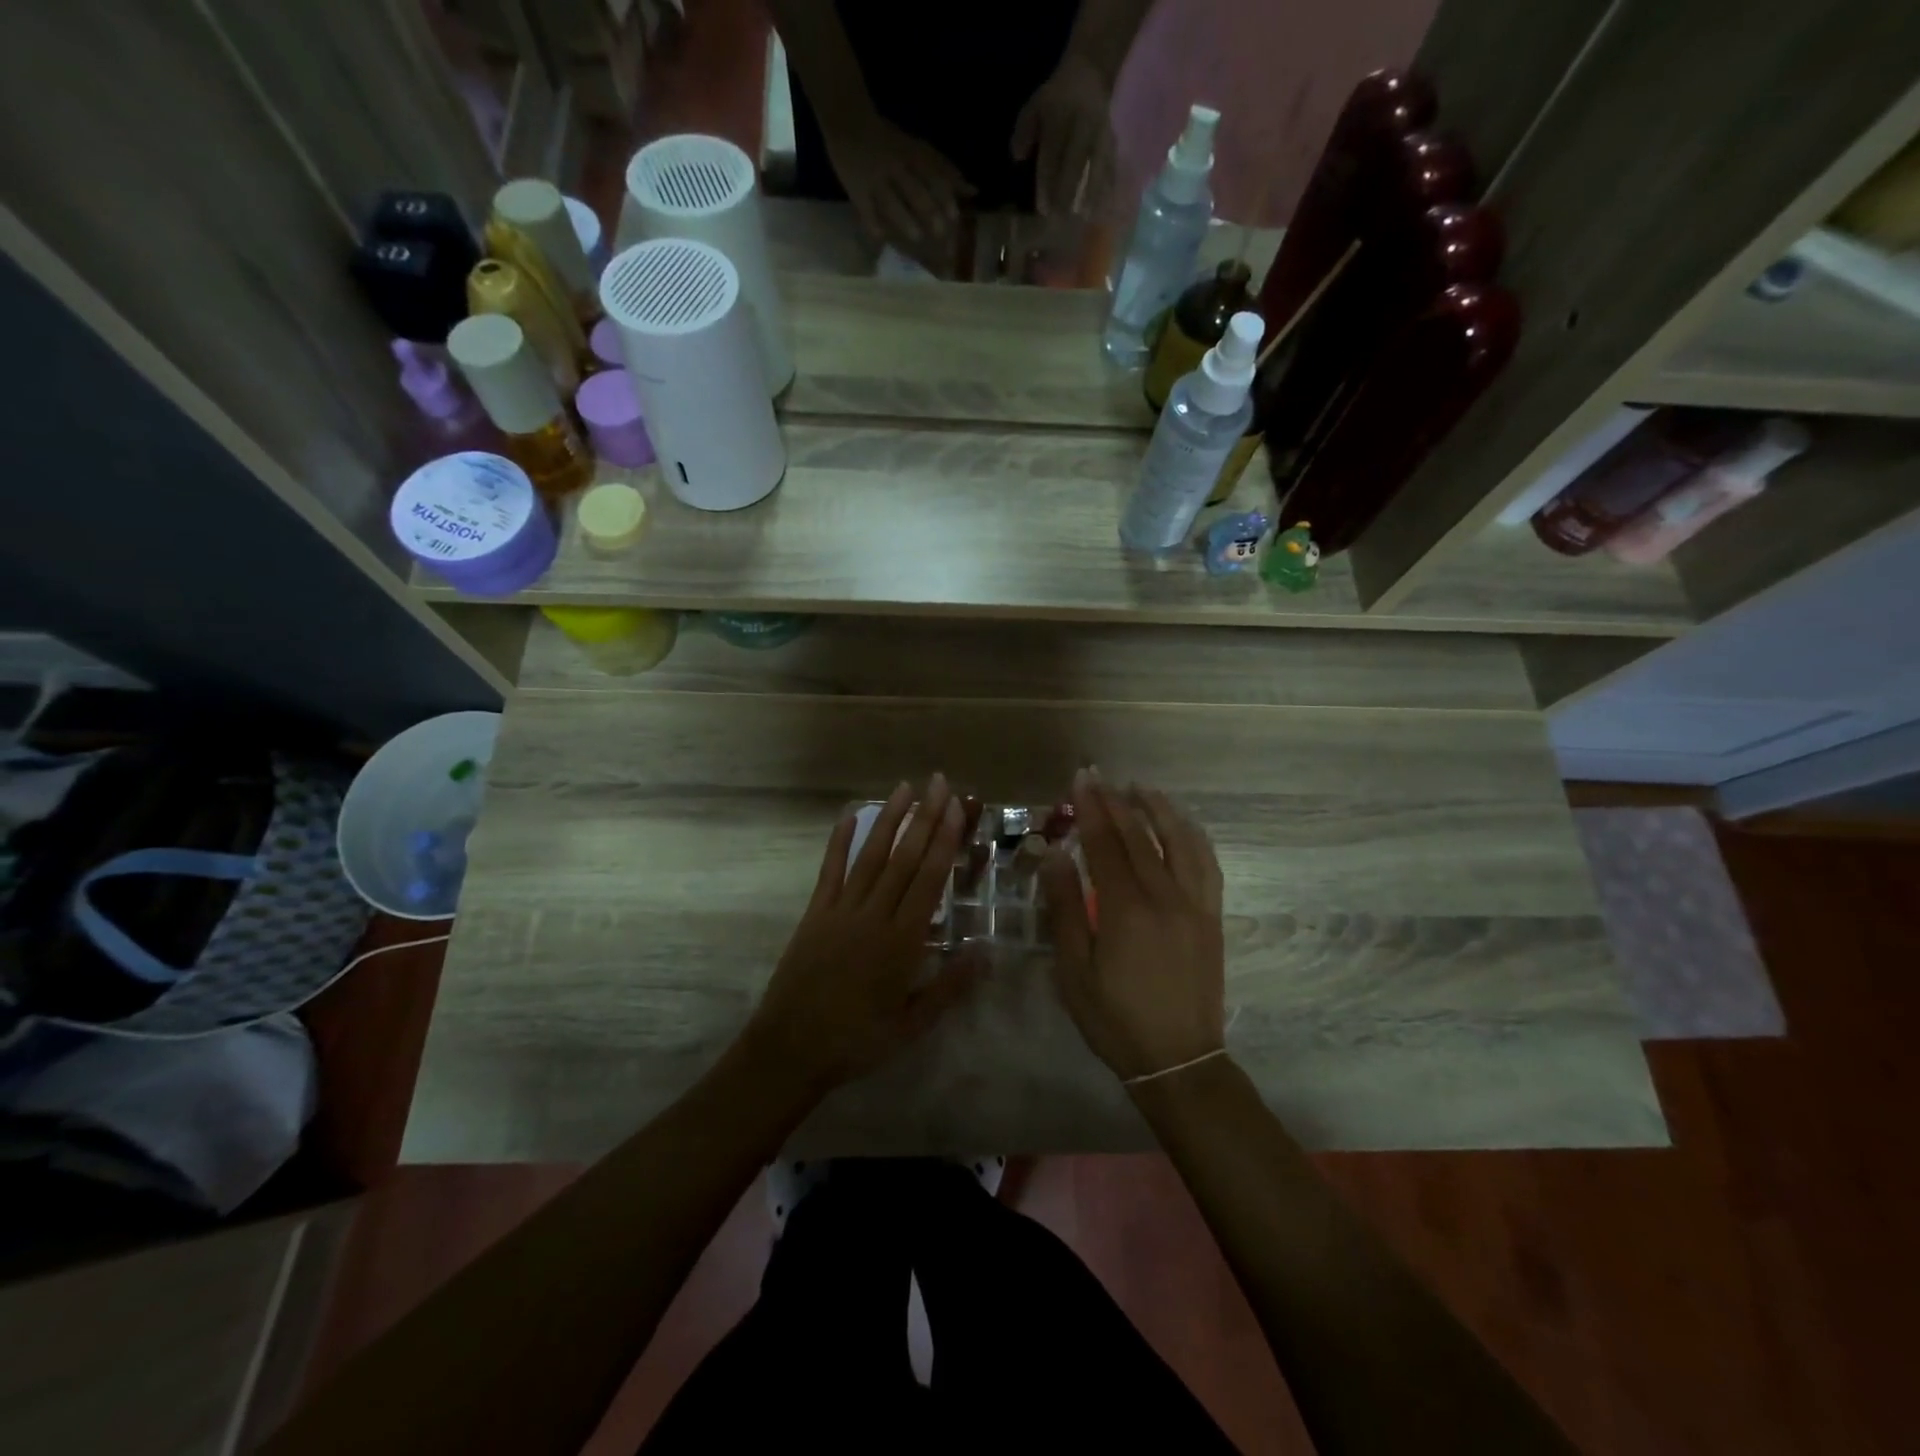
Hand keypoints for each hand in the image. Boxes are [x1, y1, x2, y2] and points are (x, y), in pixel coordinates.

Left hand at [747, 775, 978, 1093]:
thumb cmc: (857, 1041)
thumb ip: (949, 987)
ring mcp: (841, 910)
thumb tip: (986, 951)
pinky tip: (851, 815)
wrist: (790, 1050)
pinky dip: (840, 841)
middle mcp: (873, 915)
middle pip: (904, 858)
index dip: (945, 841)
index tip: (957, 808)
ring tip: (906, 788)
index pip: (929, 879)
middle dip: (925, 818)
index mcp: (901, 941)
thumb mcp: (911, 1025)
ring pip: (870, 856)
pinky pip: (830, 870)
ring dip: (890, 820)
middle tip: (939, 782)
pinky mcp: (815, 913)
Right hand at [823, 109, 975, 248]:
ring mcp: (875, 178)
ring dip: (904, 218)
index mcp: (912, 156)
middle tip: (941, 234)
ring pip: (891, 200)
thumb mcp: (919, 150)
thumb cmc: (890, 142)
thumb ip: (944, 171)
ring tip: (917, 237)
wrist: (848, 119)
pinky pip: (866, 209)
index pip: (932, 176)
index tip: (955, 217)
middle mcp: (896, 167)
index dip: (944, 196)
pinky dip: (873, 224)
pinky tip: (881, 239)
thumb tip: (974, 190)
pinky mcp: (856, 189)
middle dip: (928, 210)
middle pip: (914, 189)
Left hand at [1011, 55, 1116, 215]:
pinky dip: (1109, 182)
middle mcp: (1081, 123)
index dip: (1047, 183)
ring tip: (1086, 215)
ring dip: (1092, 191)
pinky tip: (1105, 203)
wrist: (1088, 73)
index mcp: (1059, 117)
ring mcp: (1099, 130)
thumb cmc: (1055, 100)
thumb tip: (1018, 158)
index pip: (1052, 155)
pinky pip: (1111, 160)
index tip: (1043, 208)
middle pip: (1075, 162)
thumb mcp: (1034, 108)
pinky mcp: (1112, 136)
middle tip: (1061, 218)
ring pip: (1097, 162)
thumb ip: (1024, 133)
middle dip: (1067, 192)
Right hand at [1040, 770, 1225, 1081]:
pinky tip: (1183, 825)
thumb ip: (1064, 908)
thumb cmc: (1114, 1018)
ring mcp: (1195, 904)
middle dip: (1116, 801)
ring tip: (1140, 788)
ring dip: (1159, 809)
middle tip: (1099, 775)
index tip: (1080, 779)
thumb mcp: (1074, 970)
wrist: (1179, 1059)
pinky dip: (1193, 836)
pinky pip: (1207, 864)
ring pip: (1180, 841)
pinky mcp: (1212, 916)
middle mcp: (1165, 896)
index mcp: (1126, 909)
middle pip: (1139, 836)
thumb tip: (1055, 856)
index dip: (1091, 808)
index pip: (1105, 844)